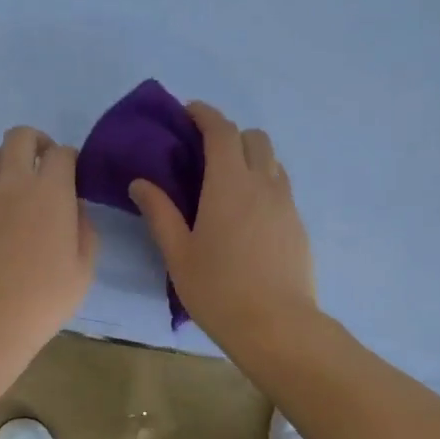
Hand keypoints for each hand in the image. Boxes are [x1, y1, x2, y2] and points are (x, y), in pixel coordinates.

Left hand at [0, 126, 96, 355]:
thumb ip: (85, 230)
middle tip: (43, 164)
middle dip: (35, 141)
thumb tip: (74, 208)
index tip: (72, 174)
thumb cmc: (43, 299)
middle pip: (19, 136)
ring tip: (15, 188)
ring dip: (7, 163)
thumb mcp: (84, 269)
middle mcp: (13, 183)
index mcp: (50, 192)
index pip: (61, 152)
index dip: (69, 158)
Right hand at [129, 101, 317, 352]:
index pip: (221, 130)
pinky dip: (264, 184)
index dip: (205, 114)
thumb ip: (160, 213)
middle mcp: (263, 184)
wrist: (277, 326)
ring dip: (250, 158)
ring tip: (227, 184)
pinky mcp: (298, 225)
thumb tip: (141, 182)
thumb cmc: (219, 290)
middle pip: (254, 138)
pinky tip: (248, 215)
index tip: (189, 112)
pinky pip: (281, 188)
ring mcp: (286, 204)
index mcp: (229, 184)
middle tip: (205, 154)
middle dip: (230, 134)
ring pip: (272, 162)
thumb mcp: (178, 254)